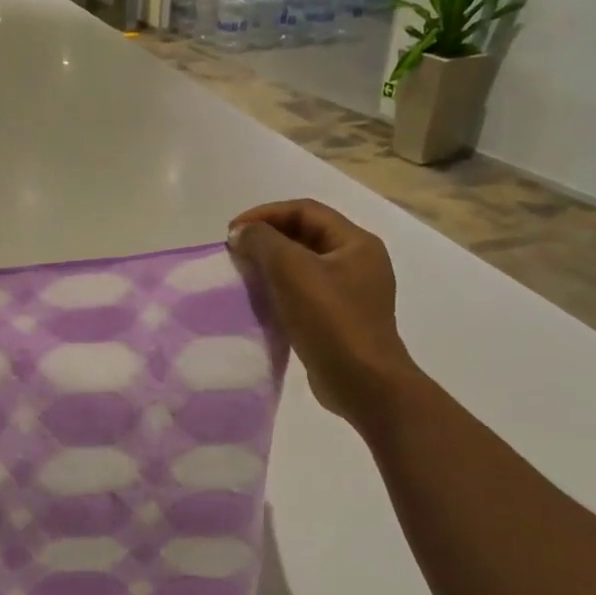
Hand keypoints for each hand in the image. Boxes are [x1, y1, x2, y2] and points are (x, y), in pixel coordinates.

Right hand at [228, 200, 412, 421]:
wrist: (363, 384)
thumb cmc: (331, 321)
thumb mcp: (292, 271)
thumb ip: (264, 242)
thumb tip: (242, 233)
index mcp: (356, 243)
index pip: (305, 210)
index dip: (265, 214)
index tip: (232, 231)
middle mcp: (358, 262)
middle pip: (305, 235)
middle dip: (267, 239)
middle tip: (235, 251)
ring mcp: (351, 293)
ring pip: (304, 265)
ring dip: (272, 264)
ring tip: (242, 274)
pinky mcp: (341, 319)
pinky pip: (305, 292)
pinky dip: (281, 290)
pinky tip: (260, 301)